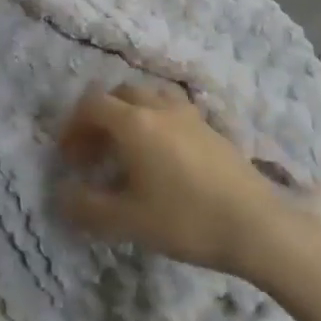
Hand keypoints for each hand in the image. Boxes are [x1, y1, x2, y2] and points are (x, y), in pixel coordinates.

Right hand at [56, 83, 320, 276]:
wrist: (258, 226)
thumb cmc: (187, 219)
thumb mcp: (128, 221)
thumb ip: (87, 207)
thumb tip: (62, 195)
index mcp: (133, 122)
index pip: (91, 104)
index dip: (72, 126)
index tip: (68, 157)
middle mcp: (158, 107)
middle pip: (118, 94)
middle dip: (99, 118)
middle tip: (94, 153)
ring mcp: (188, 114)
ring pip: (148, 97)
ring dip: (129, 116)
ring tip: (127, 150)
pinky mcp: (211, 128)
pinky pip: (171, 111)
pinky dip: (155, 123)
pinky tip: (162, 158)